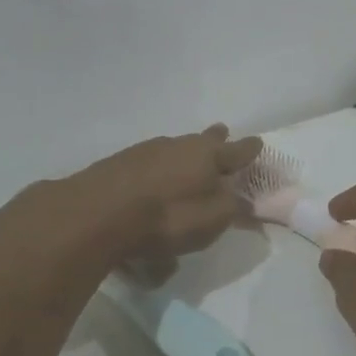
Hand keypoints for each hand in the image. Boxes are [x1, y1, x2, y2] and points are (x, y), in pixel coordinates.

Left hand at [65, 125, 261, 279]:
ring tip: (187, 164)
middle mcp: (179, 145)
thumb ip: (232, 208)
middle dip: (215, 139)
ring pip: (174, 149)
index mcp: (208, 155)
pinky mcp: (119, 163)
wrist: (96, 214)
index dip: (250, 149)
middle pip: (203, 140)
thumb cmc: (167, 217)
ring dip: (183, 156)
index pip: (238, 150)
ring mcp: (146, 150)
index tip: (258, 143)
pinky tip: (153, 184)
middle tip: (221, 135)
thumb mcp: (212, 220)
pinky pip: (149, 164)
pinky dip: (157, 172)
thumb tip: (244, 199)